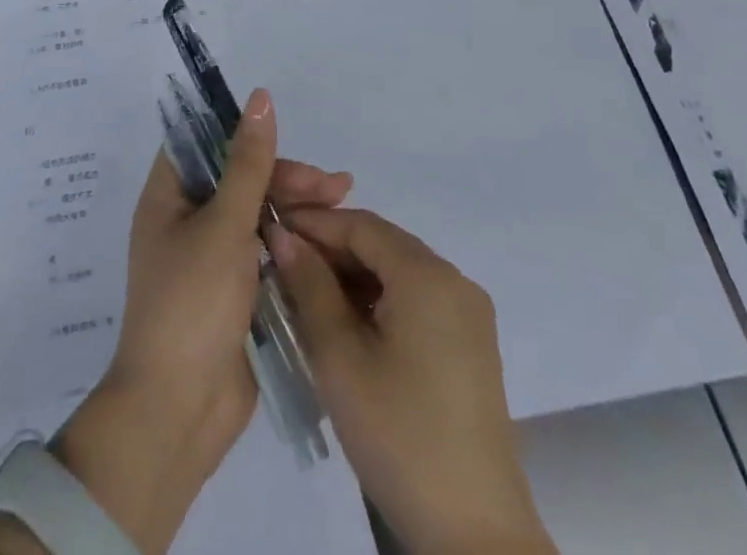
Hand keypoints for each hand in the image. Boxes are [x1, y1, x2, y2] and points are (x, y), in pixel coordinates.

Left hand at [0, 89, 351, 554]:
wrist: (180, 411)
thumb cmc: (192, 303)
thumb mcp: (223, 224)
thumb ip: (248, 162)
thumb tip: (260, 97)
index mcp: (168, 197)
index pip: (202, 143)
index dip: (240, 132)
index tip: (285, 131)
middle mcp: (185, 221)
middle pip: (238, 179)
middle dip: (285, 177)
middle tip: (335, 185)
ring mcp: (210, 258)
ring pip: (256, 215)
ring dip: (294, 207)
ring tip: (343, 203)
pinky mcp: (233, 292)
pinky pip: (263, 252)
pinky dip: (292, 242)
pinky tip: (327, 239)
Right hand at [267, 208, 554, 554]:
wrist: (475, 533)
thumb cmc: (399, 435)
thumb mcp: (340, 357)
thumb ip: (309, 286)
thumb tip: (284, 235)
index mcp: (427, 275)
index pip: (360, 224)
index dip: (313, 223)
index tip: (270, 231)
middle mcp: (454, 280)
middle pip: (381, 244)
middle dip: (330, 249)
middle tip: (282, 266)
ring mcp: (467, 313)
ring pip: (397, 271)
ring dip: (352, 276)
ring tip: (305, 296)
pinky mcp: (470, 344)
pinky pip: (416, 299)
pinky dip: (378, 300)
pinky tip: (346, 324)